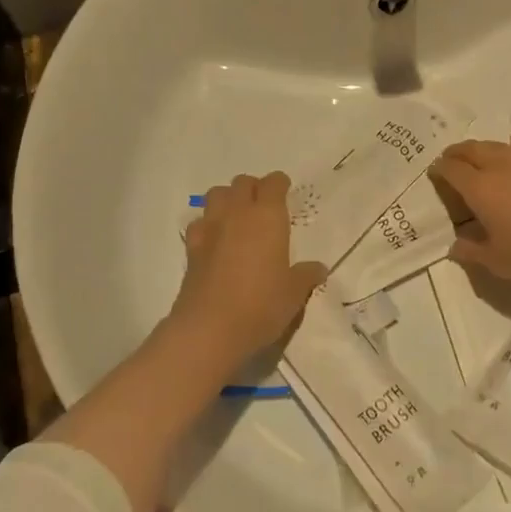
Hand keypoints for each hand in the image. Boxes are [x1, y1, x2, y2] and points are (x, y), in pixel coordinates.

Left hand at [172, 172, 325, 357]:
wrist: (210, 328)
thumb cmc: (262, 305)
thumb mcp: (294, 293)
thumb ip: (306, 275)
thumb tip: (319, 268)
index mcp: (267, 217)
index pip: (273, 183)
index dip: (280, 184)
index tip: (285, 192)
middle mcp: (237, 213)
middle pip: (242, 183)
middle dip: (254, 188)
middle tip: (263, 206)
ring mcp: (210, 228)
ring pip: (216, 194)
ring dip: (228, 199)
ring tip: (238, 217)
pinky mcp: (191, 248)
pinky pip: (199, 222)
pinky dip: (208, 224)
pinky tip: (215, 240)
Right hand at [432, 136, 510, 290]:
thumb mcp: (496, 261)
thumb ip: (471, 251)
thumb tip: (455, 246)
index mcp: (480, 190)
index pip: (453, 170)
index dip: (440, 169)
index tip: (434, 172)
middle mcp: (501, 169)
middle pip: (473, 150)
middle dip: (457, 152)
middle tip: (450, 158)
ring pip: (499, 146)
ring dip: (483, 147)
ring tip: (478, 153)